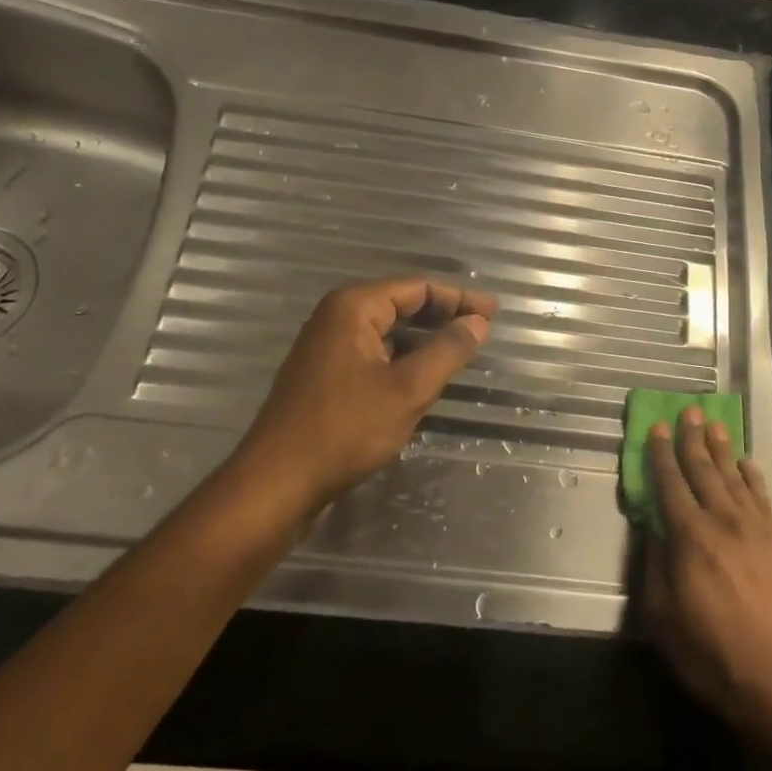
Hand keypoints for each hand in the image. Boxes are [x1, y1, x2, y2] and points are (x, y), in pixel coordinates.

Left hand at [234, 276, 496, 507]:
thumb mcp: (408, 389)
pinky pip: (373, 353)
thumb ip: (447, 351)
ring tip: (460, 350)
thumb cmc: (346, 429)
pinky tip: (422, 376)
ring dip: (423, 338)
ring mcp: (326, 347)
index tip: (494, 312)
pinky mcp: (324, 376)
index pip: (417, 287)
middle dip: (443, 314)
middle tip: (482, 328)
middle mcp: (336, 318)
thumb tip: (477, 323)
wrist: (278, 482)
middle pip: (400, 304)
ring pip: (387, 331)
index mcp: (353, 307)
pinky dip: (402, 358)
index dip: (459, 297)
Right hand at [641, 409, 771, 736]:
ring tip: (714, 424)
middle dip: (692, 439)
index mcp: (689, 538)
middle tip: (687, 410)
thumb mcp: (662, 619)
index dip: (661, 454)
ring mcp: (756, 530)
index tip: (657, 427)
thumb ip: (654, 567)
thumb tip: (653, 529)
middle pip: (703, 470)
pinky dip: (753, 477)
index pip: (670, 484)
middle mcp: (722, 522)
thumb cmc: (713, 656)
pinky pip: (763, 498)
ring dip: (722, 449)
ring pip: (734, 477)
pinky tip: (747, 463)